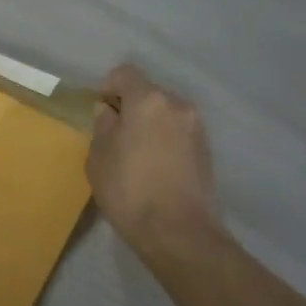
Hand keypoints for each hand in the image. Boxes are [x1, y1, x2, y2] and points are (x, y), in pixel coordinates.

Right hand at [87, 65, 220, 257]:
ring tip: (136, 155)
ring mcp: (196, 127)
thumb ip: (102, 126)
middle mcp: (177, 105)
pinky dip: (165, 140)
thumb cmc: (129, 191)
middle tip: (115, 136)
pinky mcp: (207, 149)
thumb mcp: (99, 158)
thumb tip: (108, 111)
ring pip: (165, 113)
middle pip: (148, 93)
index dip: (107, 87)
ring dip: (150, 124)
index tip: (99, 111)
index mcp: (148, 100)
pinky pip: (178, 133)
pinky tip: (155, 167)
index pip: (125, 74)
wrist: (178, 231)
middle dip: (130, 107)